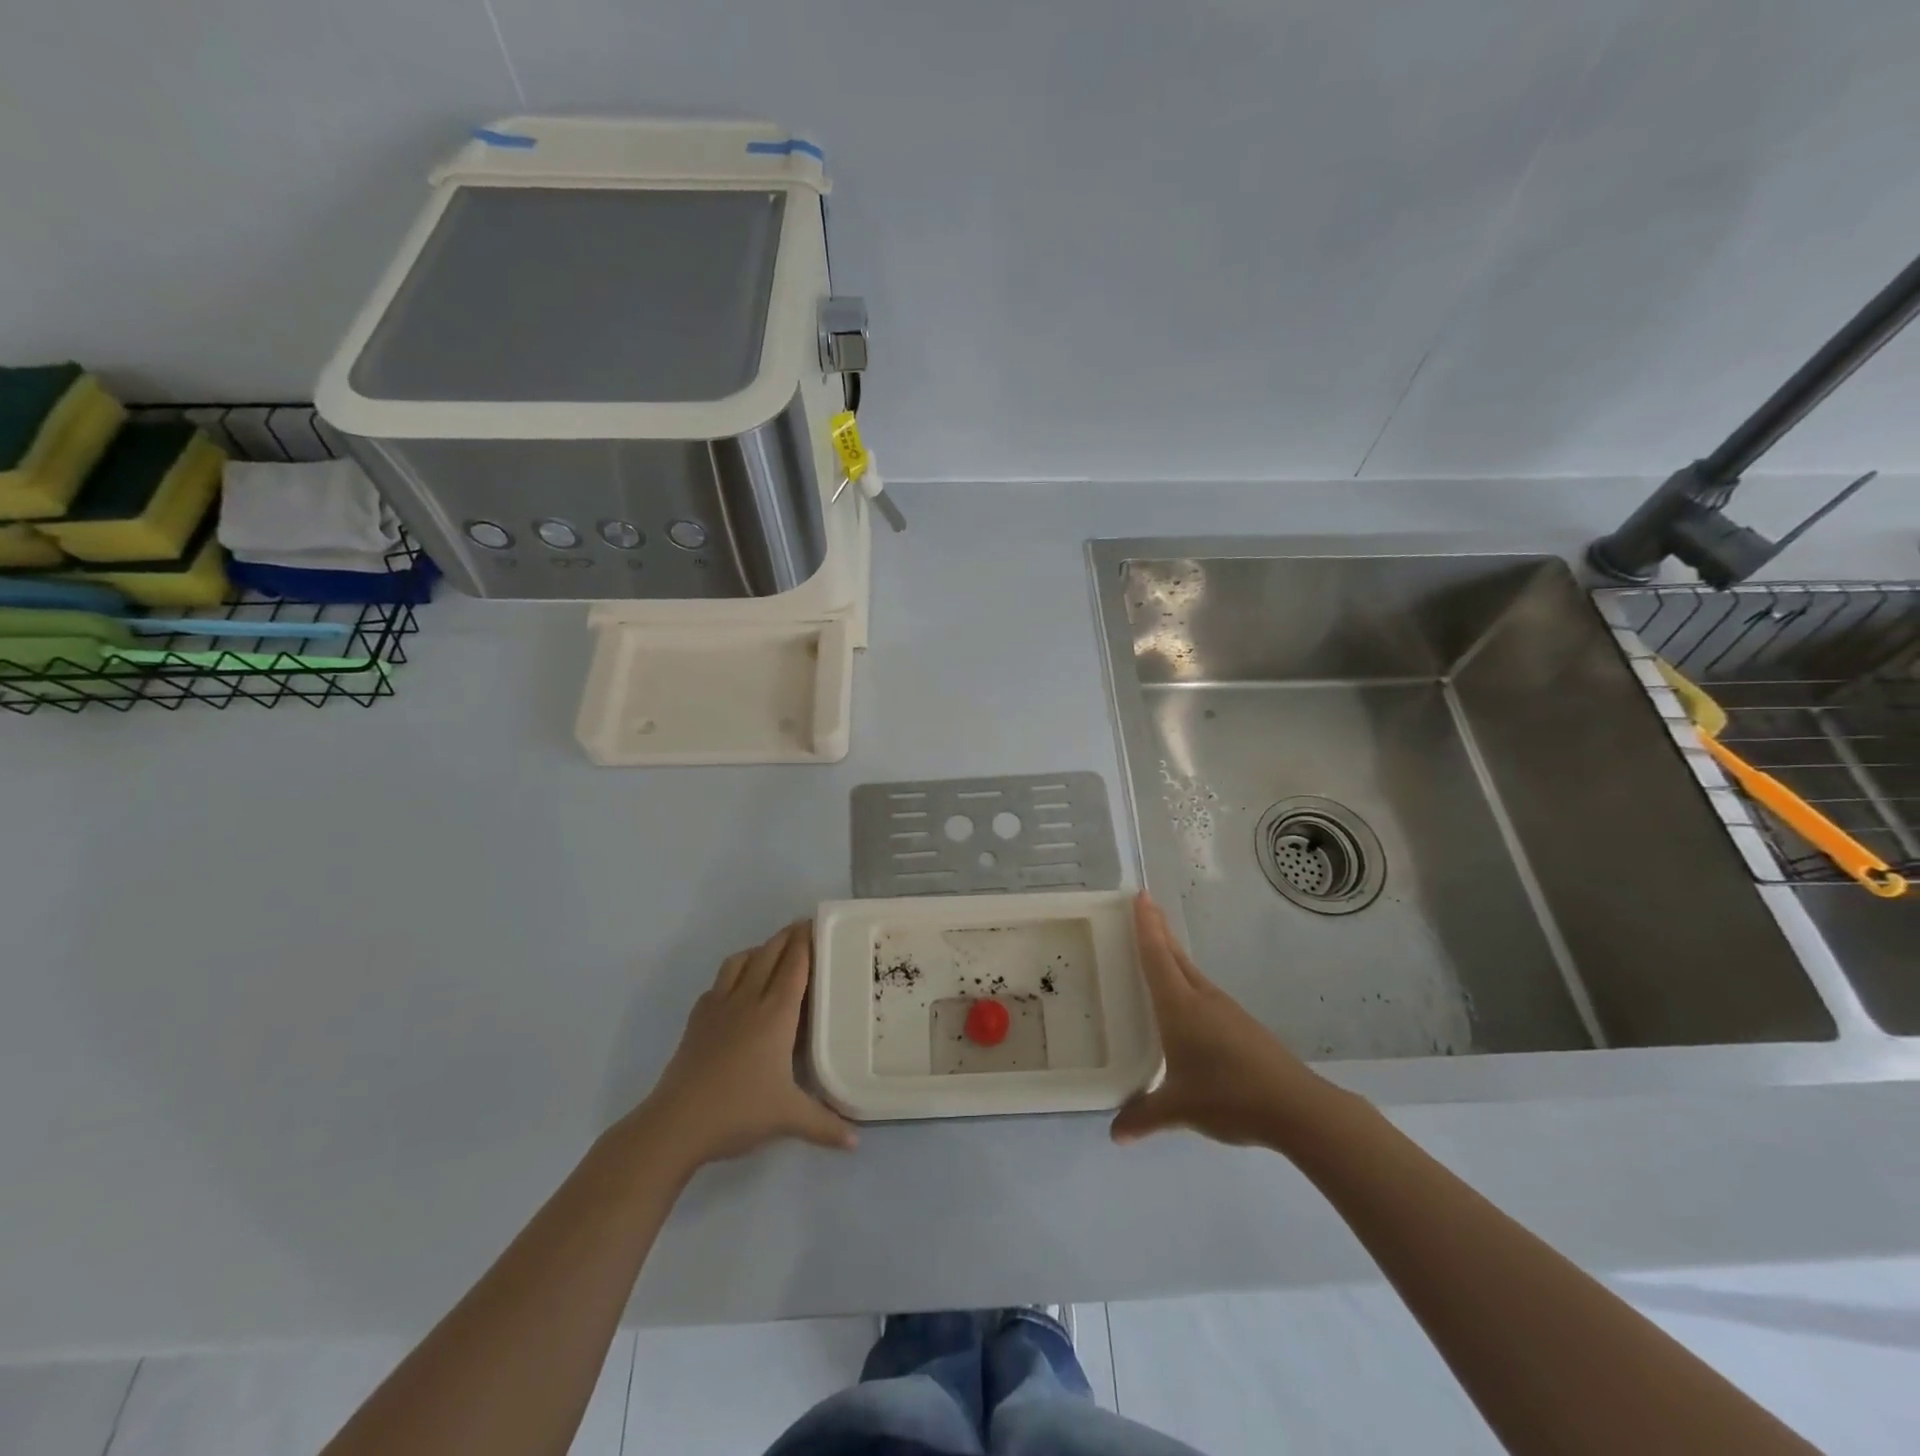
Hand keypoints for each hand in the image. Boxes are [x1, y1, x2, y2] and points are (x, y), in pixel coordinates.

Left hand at [629, 922, 855, 1174]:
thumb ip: (825, 1125)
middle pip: (770, 953)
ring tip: (772, 953)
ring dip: (759, 949)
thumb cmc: (739, 1111)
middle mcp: (749, 999)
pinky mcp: (697, 1019)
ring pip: (741, 961)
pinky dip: (733, 973)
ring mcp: (719, 1006)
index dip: (806, 941)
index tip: (816, 924)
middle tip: (803, 929)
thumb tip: (856, 1141)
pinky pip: (718, 982)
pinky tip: (736, 989)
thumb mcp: (789, 1119)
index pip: (795, 965)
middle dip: (787, 937)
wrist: (677, 1123)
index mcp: (776, 1013)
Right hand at [1111, 894, 1321, 1147]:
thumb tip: (1114, 1135)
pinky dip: (1186, 983)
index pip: (1157, 955)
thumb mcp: (1178, 1108)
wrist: (1296, 1107)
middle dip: (1159, 931)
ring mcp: (1225, 1010)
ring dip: (1172, 957)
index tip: (1140, 894)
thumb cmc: (1228, 1096)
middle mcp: (1201, 998)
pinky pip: (1203, 993)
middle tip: (1144, 908)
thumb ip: (1144, 1116)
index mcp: (1180, 1006)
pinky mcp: (1241, 1026)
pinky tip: (1184, 1005)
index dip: (1146, 925)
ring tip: (1157, 952)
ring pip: (1191, 974)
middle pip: (1174, 956)